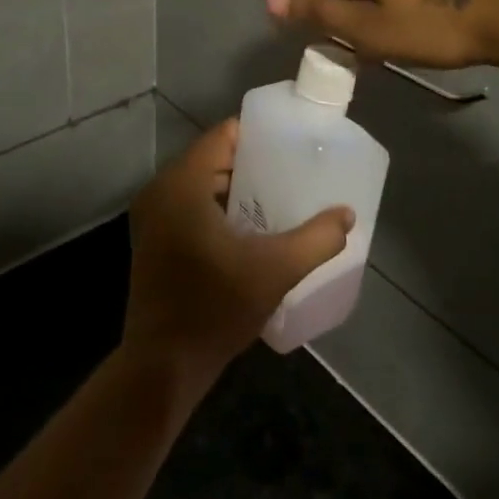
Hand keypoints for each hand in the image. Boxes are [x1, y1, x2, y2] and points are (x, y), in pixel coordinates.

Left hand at [123, 121, 352, 389]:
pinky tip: (248, 227)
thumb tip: (347, 215)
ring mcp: (151, 216)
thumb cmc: (215, 307)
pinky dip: (217, 206)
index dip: (257, 134)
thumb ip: (316, 239)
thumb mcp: (275, 270)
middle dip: (252, 162)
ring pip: (200, 183)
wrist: (163, 364)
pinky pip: (189, 204)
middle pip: (212, 158)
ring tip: (278, 194)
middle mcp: (160, 190)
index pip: (222, 135)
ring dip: (235, 187)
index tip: (291, 141)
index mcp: (182, 184)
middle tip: (292, 169)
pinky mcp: (152, 239)